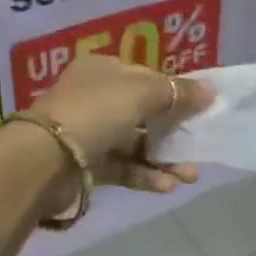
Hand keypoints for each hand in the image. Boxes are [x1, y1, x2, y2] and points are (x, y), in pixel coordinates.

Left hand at [32, 54, 212, 194]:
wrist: (45, 159)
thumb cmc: (96, 111)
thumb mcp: (142, 92)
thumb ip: (178, 92)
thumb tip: (210, 91)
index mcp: (103, 70)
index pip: (146, 77)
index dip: (174, 91)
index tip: (201, 108)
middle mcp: (95, 97)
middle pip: (143, 112)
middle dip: (174, 130)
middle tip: (200, 144)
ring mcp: (90, 132)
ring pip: (136, 143)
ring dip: (164, 159)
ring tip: (191, 175)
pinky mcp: (87, 166)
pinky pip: (123, 167)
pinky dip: (146, 175)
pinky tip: (168, 185)